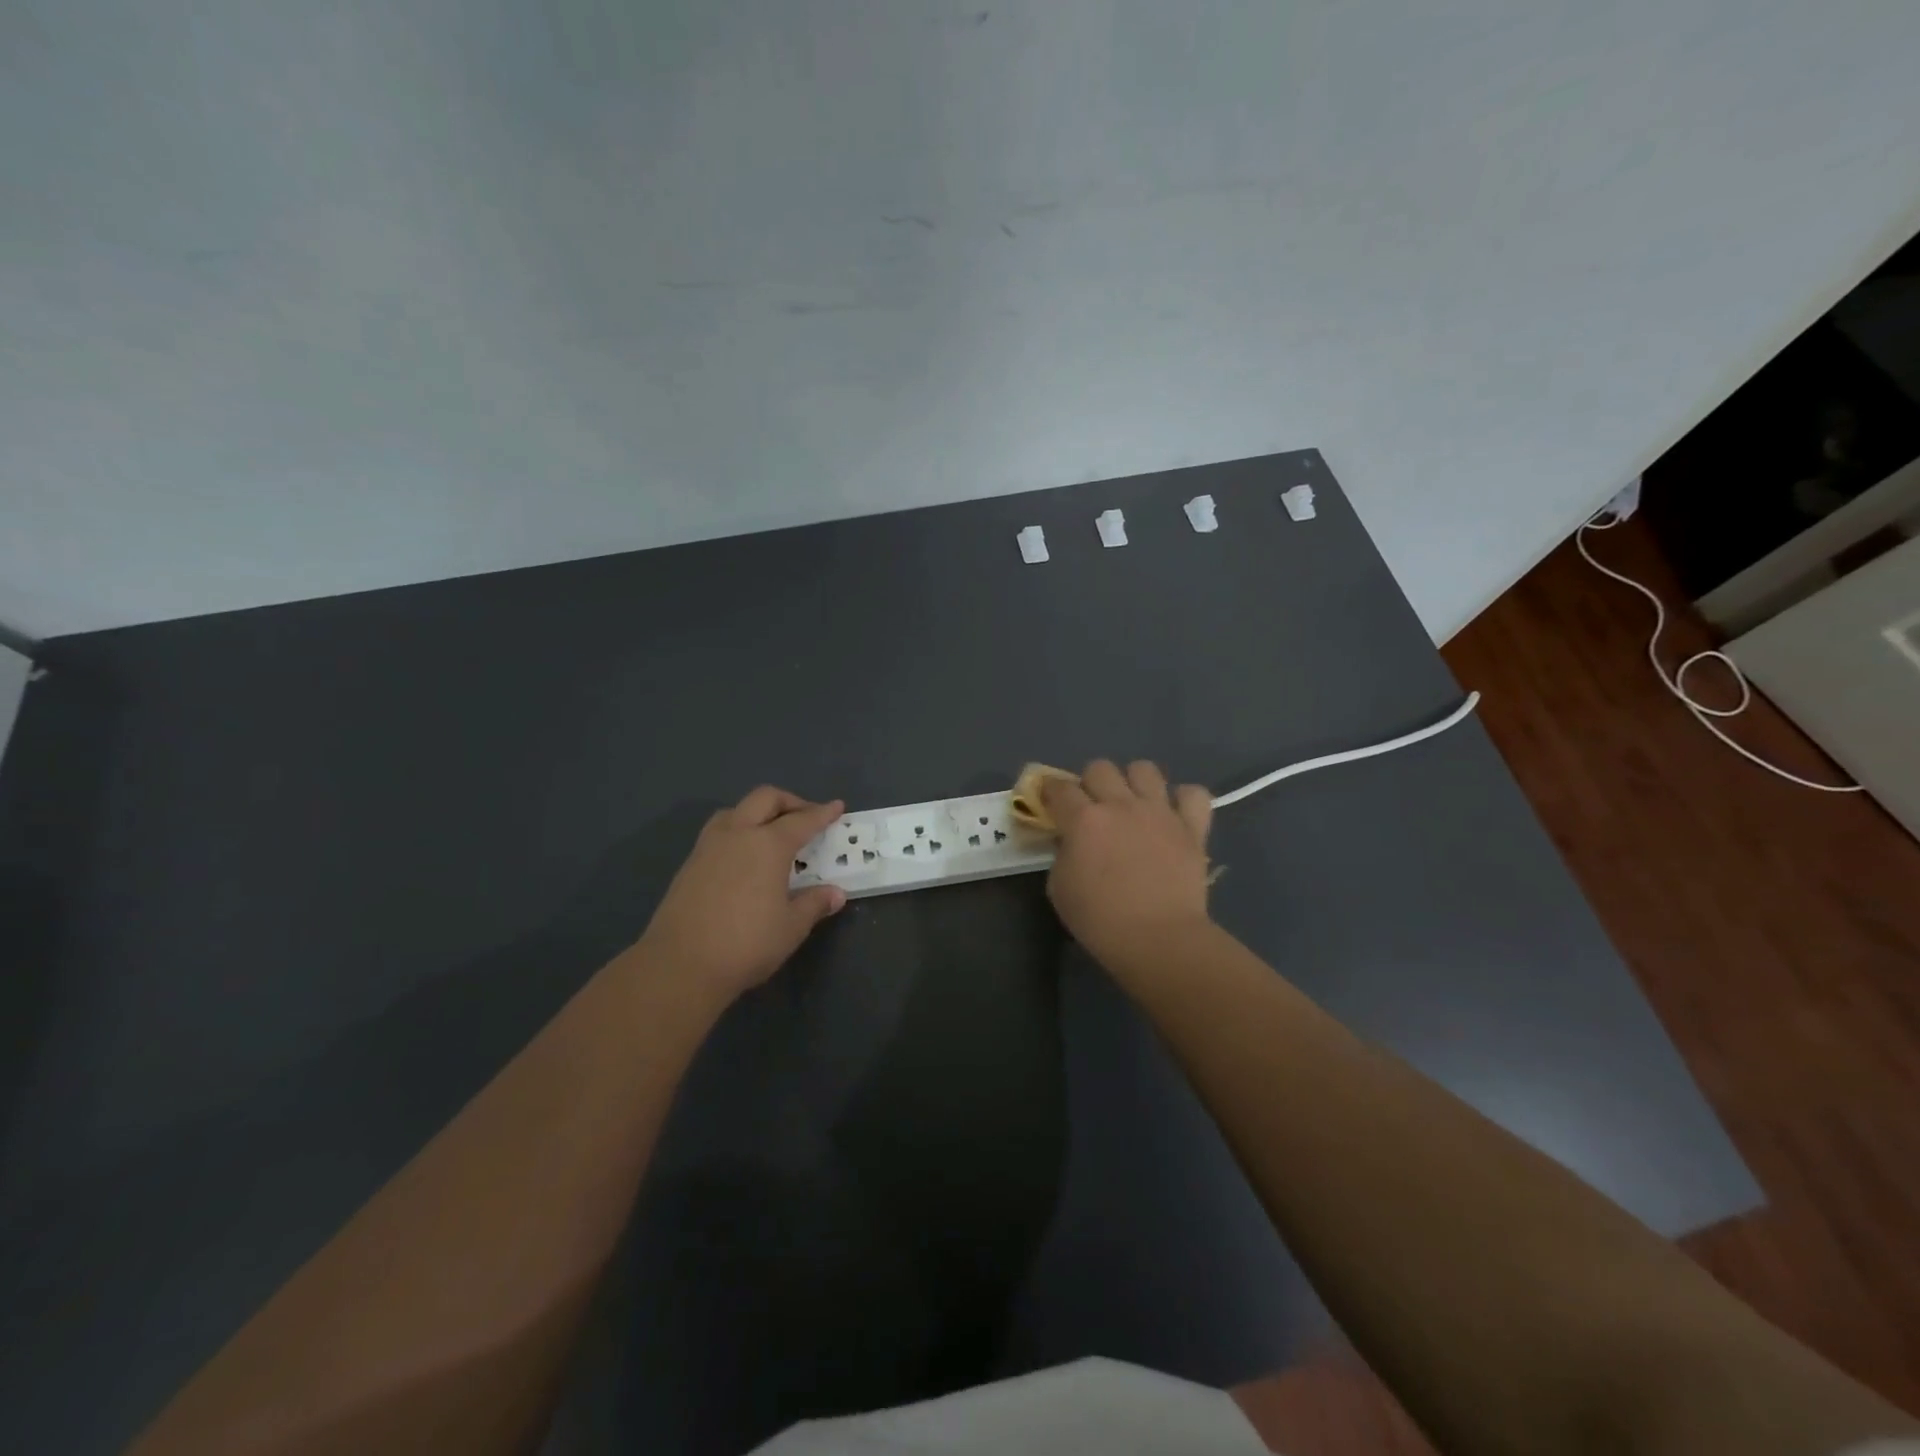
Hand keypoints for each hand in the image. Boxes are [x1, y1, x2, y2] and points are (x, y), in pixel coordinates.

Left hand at [638, 786, 847, 1000]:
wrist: (680, 965)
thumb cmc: (746, 944)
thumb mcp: (791, 927)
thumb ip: (814, 904)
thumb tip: (835, 894)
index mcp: (768, 845)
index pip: (802, 820)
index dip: (823, 813)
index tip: (837, 807)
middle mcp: (738, 834)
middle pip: (765, 799)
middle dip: (790, 802)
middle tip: (806, 818)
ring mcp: (708, 846)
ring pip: (736, 810)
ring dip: (758, 812)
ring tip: (771, 833)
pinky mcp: (689, 864)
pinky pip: (719, 831)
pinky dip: (738, 831)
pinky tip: (743, 857)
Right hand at [1041, 760, 1214, 973]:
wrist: (1158, 939)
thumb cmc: (1100, 920)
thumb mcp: (1059, 888)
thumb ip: (1062, 854)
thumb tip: (1071, 840)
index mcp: (1084, 819)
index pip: (1059, 787)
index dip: (1050, 790)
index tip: (1050, 800)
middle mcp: (1121, 805)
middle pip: (1100, 768)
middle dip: (1091, 784)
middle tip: (1092, 808)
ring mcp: (1160, 812)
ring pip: (1144, 769)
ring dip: (1134, 782)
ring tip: (1133, 805)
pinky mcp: (1192, 827)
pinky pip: (1193, 794)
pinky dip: (1183, 800)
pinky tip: (1174, 815)